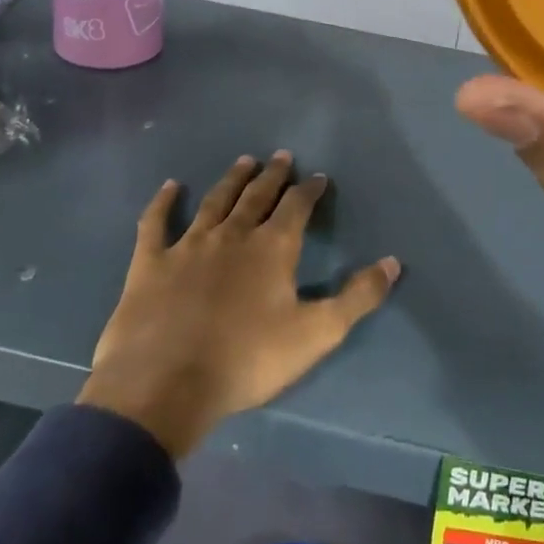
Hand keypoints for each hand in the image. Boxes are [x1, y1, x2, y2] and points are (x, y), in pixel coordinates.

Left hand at [80, 151, 400, 458]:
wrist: (165, 386)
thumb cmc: (247, 361)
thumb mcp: (316, 334)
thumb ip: (358, 298)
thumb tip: (393, 262)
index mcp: (272, 248)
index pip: (297, 206)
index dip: (309, 190)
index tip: (318, 177)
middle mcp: (233, 234)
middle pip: (257, 196)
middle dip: (272, 175)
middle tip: (280, 156)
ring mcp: (188, 245)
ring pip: (215, 201)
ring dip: (232, 180)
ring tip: (244, 162)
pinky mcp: (150, 263)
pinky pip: (156, 223)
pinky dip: (163, 203)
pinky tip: (170, 186)